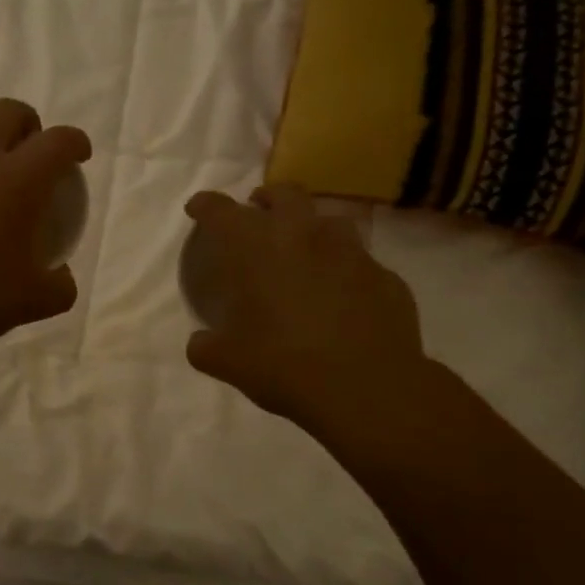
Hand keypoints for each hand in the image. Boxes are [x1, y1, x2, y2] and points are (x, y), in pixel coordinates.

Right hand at [183, 185, 445, 451]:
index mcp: (258, 249)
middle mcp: (304, 237)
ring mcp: (352, 254)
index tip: (198, 208)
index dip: (205, 205)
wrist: (369, 390)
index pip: (221, 211)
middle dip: (267, 198)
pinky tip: (344, 296)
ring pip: (330, 221)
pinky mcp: (386, 277)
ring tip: (306, 250)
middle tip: (258, 211)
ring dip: (312, 229)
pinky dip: (347, 271)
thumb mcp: (229, 363)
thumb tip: (200, 343)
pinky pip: (362, 263)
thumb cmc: (286, 365)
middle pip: (285, 195)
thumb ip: (206, 347)